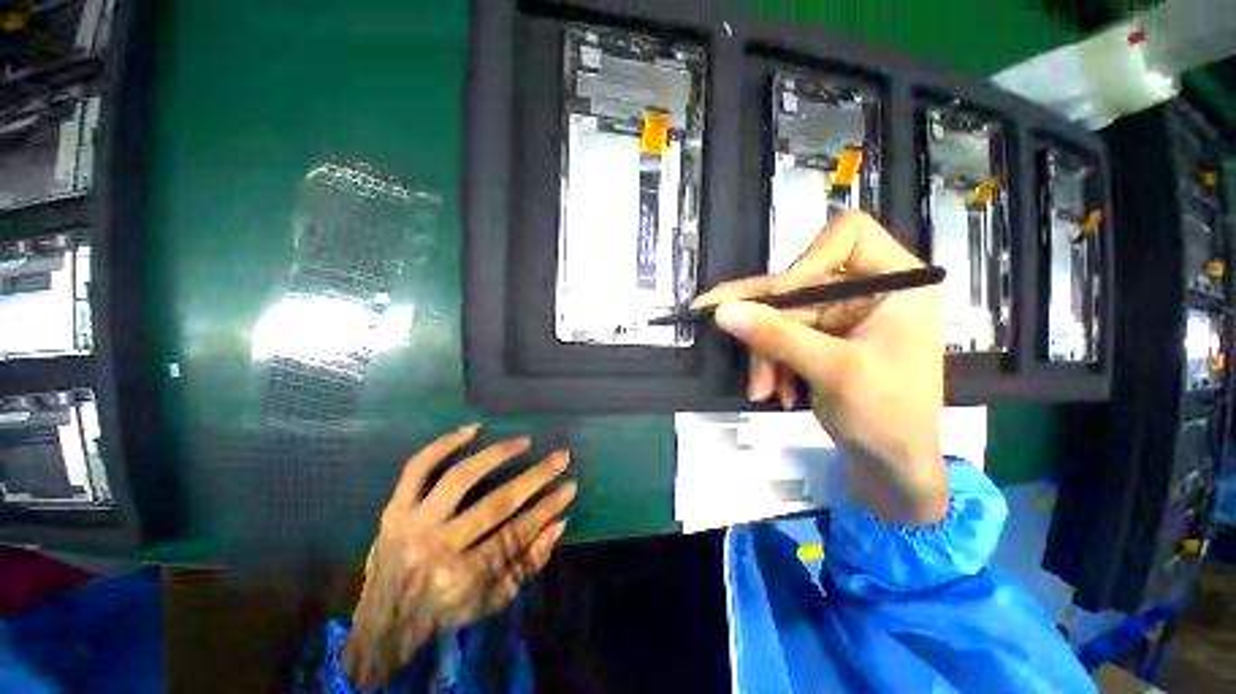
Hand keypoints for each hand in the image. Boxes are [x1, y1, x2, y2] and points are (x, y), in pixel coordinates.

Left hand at [343, 425, 576, 687]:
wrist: (383, 620)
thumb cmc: (447, 610)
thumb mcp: (494, 600)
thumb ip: (529, 563)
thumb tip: (560, 522)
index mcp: (463, 577)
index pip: (516, 533)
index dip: (547, 507)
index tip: (570, 485)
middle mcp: (439, 547)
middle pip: (495, 504)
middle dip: (535, 477)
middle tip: (561, 456)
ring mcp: (414, 523)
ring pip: (459, 478)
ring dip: (497, 454)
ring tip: (524, 440)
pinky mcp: (395, 508)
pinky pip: (418, 468)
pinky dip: (444, 444)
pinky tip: (473, 429)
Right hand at [695, 211, 946, 524]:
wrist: (892, 469)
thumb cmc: (887, 417)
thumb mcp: (832, 371)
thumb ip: (776, 337)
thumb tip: (723, 311)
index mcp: (897, 285)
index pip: (848, 236)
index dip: (808, 259)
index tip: (780, 294)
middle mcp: (868, 294)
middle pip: (799, 285)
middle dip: (767, 324)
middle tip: (723, 327)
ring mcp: (842, 319)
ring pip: (783, 317)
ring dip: (766, 353)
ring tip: (762, 389)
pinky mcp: (823, 342)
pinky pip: (782, 338)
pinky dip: (773, 364)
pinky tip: (776, 392)